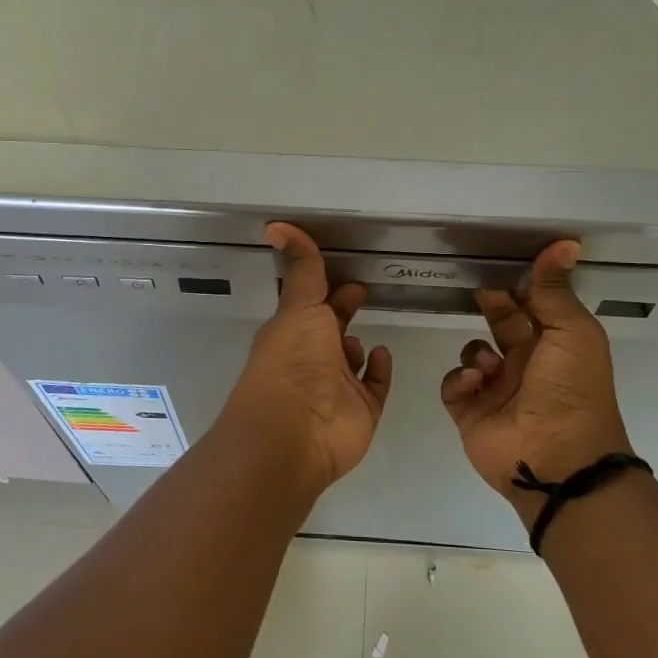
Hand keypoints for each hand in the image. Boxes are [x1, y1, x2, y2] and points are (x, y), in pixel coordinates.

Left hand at [215, 223, 392, 494]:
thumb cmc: (293, 362)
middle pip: (330, 330)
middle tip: (364, 292)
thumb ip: (302, 268)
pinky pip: (374, 386)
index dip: (326, 288)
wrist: (296, 432)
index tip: (347, 273)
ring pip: (351, 361)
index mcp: (293, 332)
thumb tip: (276, 225)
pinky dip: (379, 371)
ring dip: (357, 347)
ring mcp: (337, 387)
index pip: (311, 304)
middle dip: (343, 312)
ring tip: (369, 333)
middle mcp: (312, 358)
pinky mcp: (361, 410)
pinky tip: (381, 355)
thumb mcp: (299, 306)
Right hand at [440, 240, 633, 515]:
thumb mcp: (572, 332)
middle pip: (500, 323)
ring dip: (476, 352)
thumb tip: (565, 243)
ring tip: (487, 368)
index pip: (532, 306)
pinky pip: (453, 384)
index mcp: (554, 345)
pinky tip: (474, 385)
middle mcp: (525, 364)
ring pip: (472, 352)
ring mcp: (495, 390)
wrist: (557, 459)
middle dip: (489, 306)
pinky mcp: (470, 412)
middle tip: (478, 291)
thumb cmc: (571, 390)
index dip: (517, 285)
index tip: (497, 263)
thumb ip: (555, 290)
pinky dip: (459, 380)